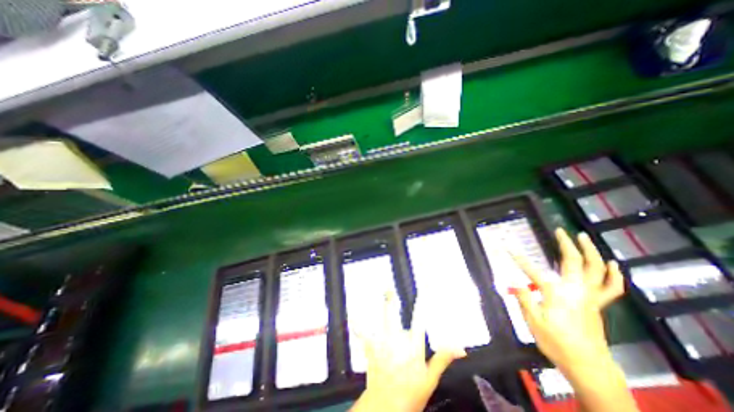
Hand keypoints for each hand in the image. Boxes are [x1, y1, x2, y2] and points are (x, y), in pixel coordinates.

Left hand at [349, 294, 462, 410]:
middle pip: (393, 316)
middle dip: (391, 301)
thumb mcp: (430, 379)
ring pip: (380, 320)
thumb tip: (460, 348)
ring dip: (380, 307)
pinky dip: (358, 324)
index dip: (422, 303)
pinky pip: (363, 334)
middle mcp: (397, 341)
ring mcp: (382, 344)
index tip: (424, 289)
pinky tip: (353, 315)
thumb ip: (442, 359)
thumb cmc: (411, 393)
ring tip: (381, 293)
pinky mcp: (372, 349)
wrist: (387, 408)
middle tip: (389, 289)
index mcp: (413, 347)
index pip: (419, 320)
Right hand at [512, 228, 624, 376]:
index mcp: (556, 293)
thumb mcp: (533, 322)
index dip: (518, 258)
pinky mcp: (598, 304)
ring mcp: (590, 297)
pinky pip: (611, 287)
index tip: (508, 247)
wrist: (588, 366)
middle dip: (566, 244)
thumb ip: (524, 298)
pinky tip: (612, 264)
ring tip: (584, 237)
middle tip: (560, 231)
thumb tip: (514, 281)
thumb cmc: (557, 343)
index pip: (532, 270)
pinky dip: (614, 274)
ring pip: (596, 269)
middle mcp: (575, 290)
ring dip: (591, 251)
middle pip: (573, 262)